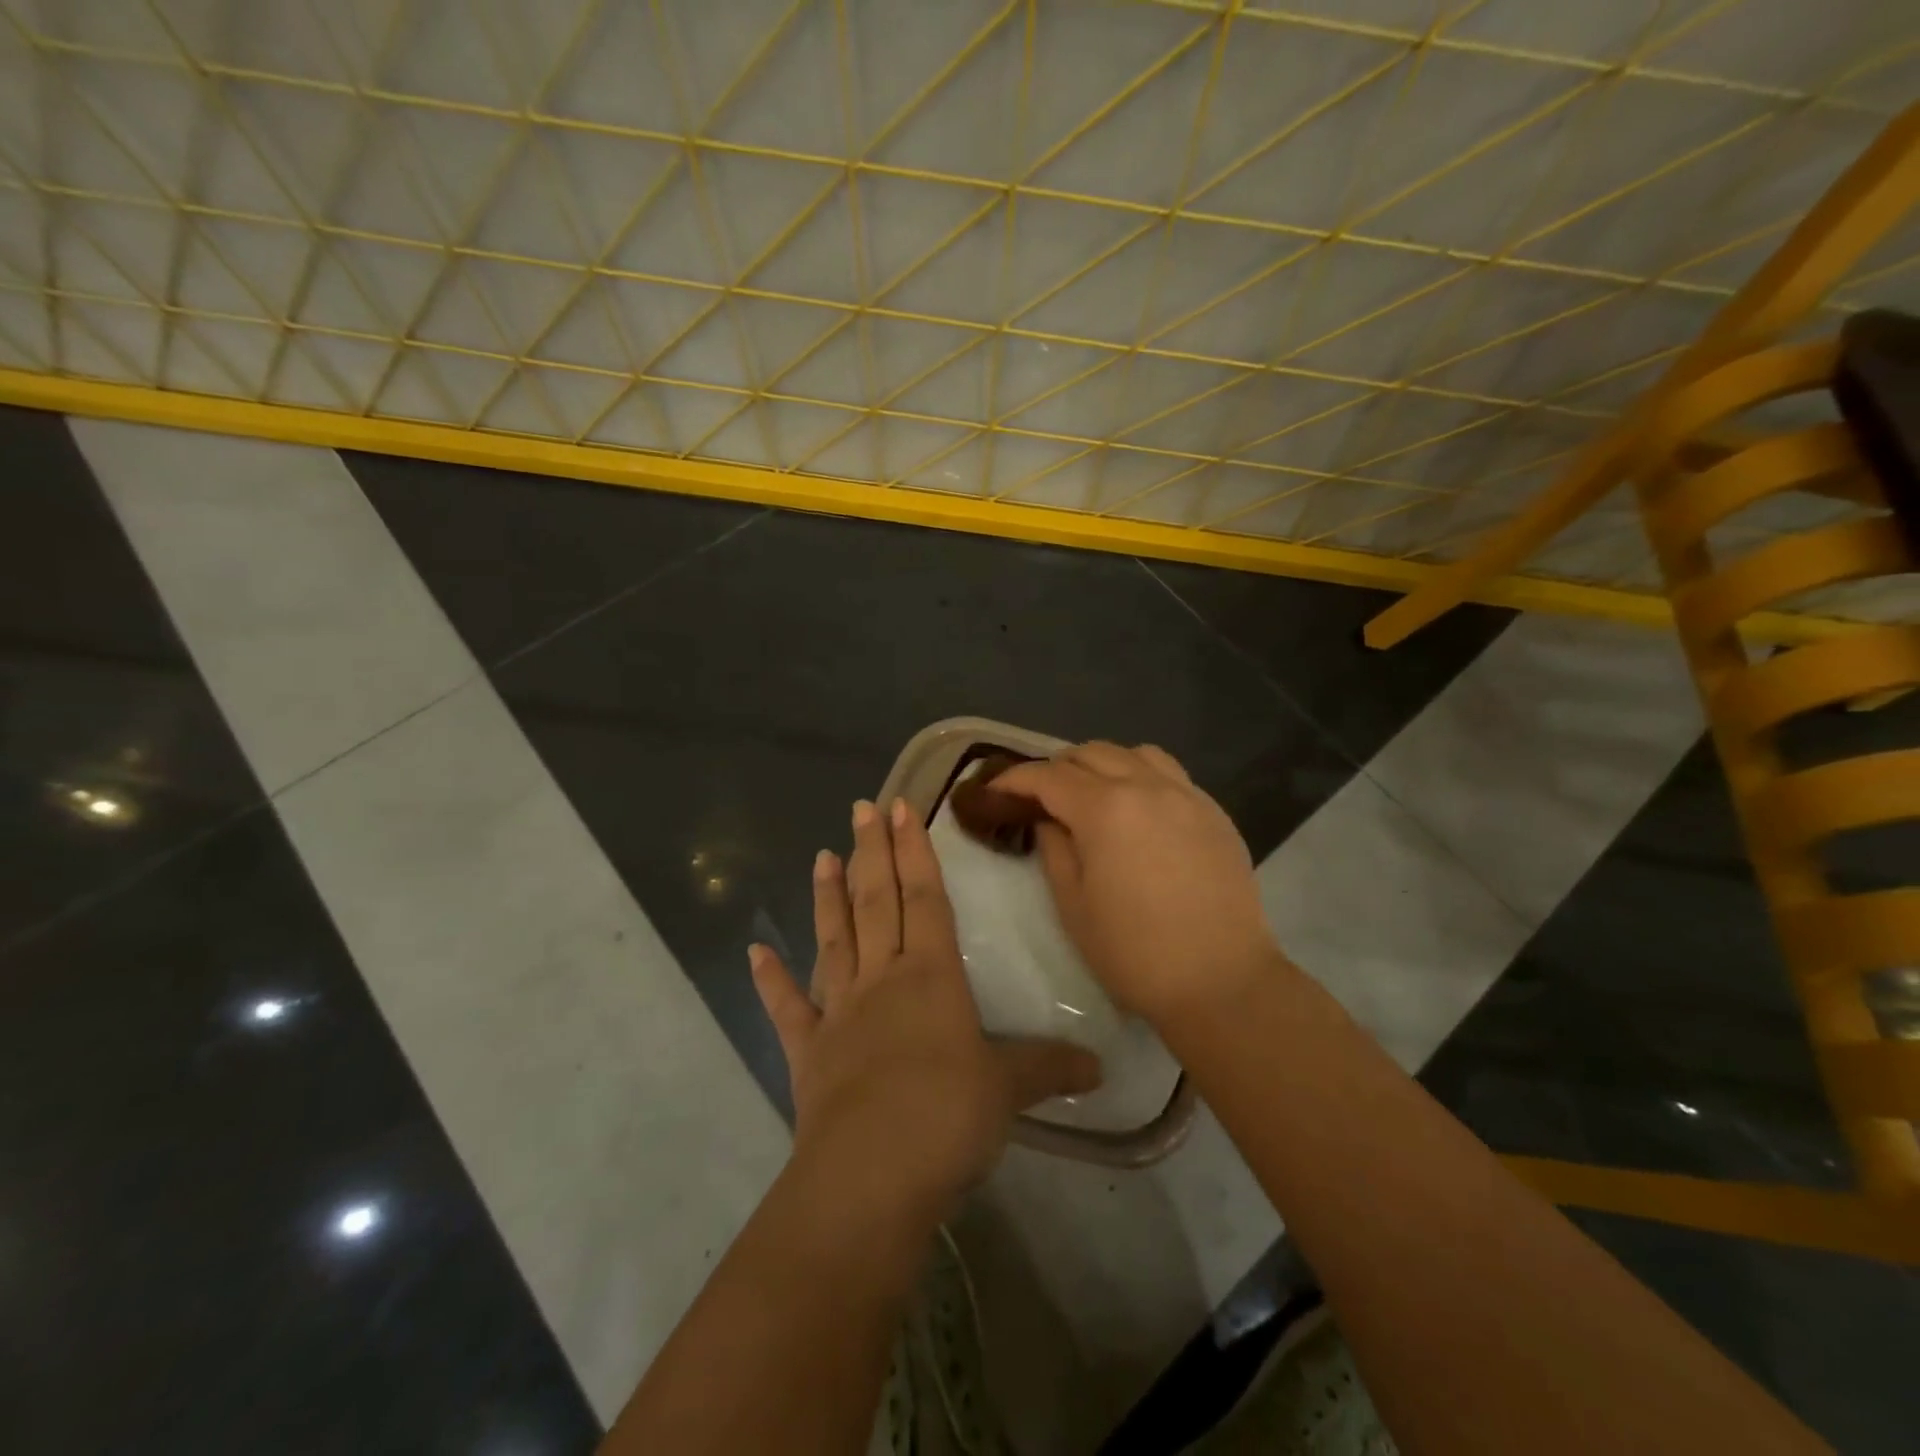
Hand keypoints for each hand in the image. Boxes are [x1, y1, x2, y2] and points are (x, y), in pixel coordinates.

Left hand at [750, 798, 1101, 1226]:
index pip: (925, 898)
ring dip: (827, 897)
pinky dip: (770, 979)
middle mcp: (882, 979)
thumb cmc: (947, 1117)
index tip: (900, 807)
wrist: (871, 1176)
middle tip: (859, 807)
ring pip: (834, 939)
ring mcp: (839, 1011)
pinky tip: (754, 952)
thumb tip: (1102, 1066)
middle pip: (876, 902)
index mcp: (930, 976)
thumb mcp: (1010, 1089)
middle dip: (871, 851)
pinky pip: (787, 1007)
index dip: (914, 851)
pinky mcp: (808, 1051)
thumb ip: (1050, 1068)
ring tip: (822, 856)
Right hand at [992, 743, 1280, 1025]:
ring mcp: (1187, 795)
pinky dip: (1142, 776)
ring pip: (1134, 753)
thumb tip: (1050, 820)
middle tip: (1040, 797)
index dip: (1015, 779)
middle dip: (1057, 768)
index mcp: (1106, 810)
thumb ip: (1054, 850)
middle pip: (1091, 754)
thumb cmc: (1135, 953)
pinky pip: (1170, 774)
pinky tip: (1139, 810)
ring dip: (1103, 764)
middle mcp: (1147, 787)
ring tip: (1092, 794)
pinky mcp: (1214, 812)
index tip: (995, 790)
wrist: (1221, 981)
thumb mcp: (1073, 906)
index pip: (1049, 776)